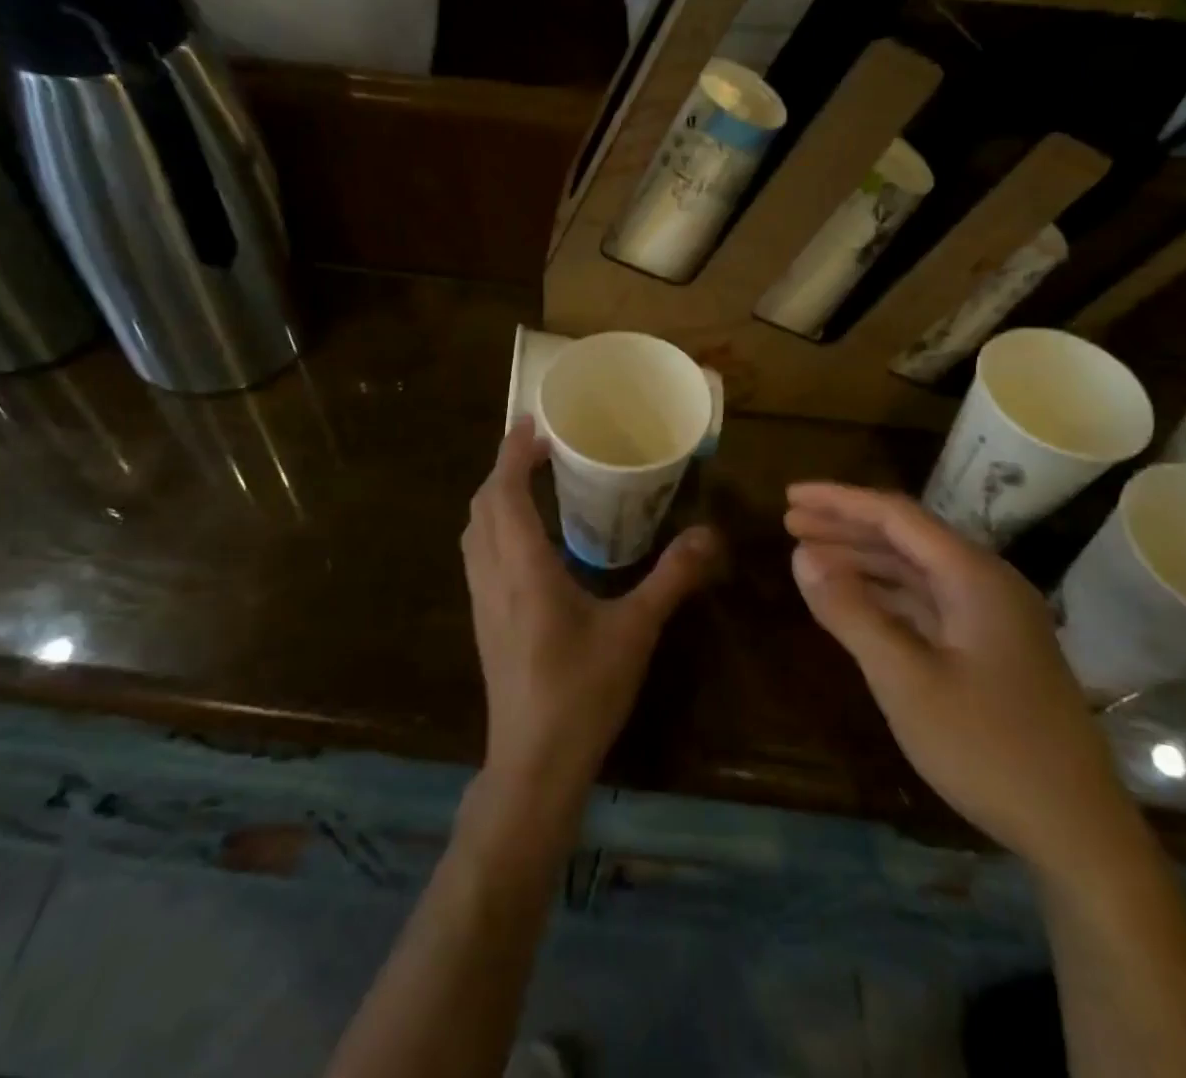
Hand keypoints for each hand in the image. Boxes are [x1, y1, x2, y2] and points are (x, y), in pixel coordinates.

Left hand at [462, 419, 719, 823]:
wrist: (533, 762)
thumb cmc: (583, 692)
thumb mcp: (636, 631)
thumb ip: (672, 578)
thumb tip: (710, 534)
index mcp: (524, 567)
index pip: (505, 492)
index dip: (513, 453)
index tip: (532, 423)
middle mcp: (493, 574)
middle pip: (483, 504)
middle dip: (505, 467)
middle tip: (541, 447)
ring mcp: (482, 600)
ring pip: (475, 530)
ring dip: (496, 496)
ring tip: (531, 481)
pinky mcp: (484, 620)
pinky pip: (478, 553)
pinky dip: (494, 525)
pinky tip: (525, 538)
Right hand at [785, 482, 1143, 886]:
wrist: (1078, 833)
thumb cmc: (987, 749)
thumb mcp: (905, 680)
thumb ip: (851, 612)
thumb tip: (801, 556)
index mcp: (973, 577)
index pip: (895, 516)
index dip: (839, 501)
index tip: (790, 495)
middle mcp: (985, 583)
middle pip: (905, 537)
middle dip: (845, 527)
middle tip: (789, 523)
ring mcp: (990, 617)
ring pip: (914, 571)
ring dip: (861, 561)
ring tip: (808, 557)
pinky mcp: (988, 647)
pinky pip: (925, 603)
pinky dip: (884, 596)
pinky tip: (852, 600)